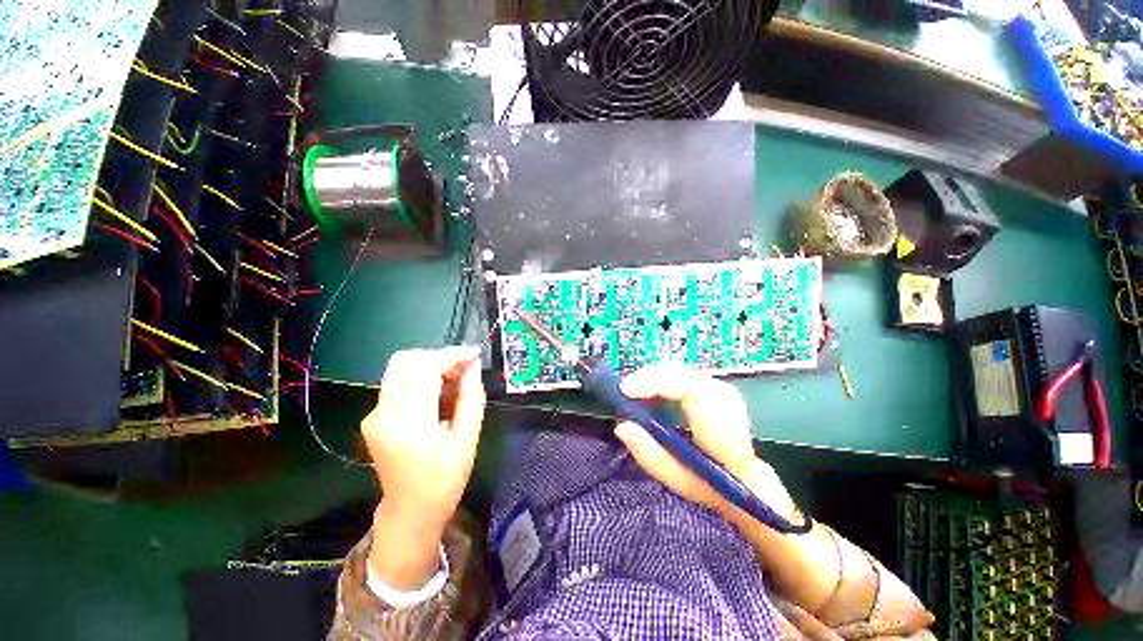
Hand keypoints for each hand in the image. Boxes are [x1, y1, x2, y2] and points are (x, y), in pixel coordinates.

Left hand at [363, 347, 485, 529]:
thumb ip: (471, 397)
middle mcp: (383, 413)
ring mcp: (374, 414)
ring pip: (401, 368)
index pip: (425, 368)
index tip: (474, 354)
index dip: (452, 355)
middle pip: (406, 360)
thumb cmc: (444, 481)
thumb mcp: (467, 439)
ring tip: (455, 382)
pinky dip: (422, 378)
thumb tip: (473, 365)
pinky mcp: (374, 417)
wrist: (410, 512)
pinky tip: (441, 394)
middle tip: (464, 369)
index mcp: (408, 422)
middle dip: (439, 357)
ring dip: (431, 366)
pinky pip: (399, 382)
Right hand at [614, 366, 795, 522]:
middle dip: (648, 378)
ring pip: (681, 371)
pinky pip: (683, 374)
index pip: (690, 391)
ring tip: (633, 391)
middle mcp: (726, 401)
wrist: (747, 480)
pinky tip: (650, 389)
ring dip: (653, 377)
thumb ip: (648, 454)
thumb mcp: (676, 479)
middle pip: (682, 375)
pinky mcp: (717, 386)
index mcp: (722, 429)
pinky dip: (662, 379)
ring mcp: (724, 390)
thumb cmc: (711, 484)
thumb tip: (621, 425)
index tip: (627, 390)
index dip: (655, 384)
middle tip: (623, 391)